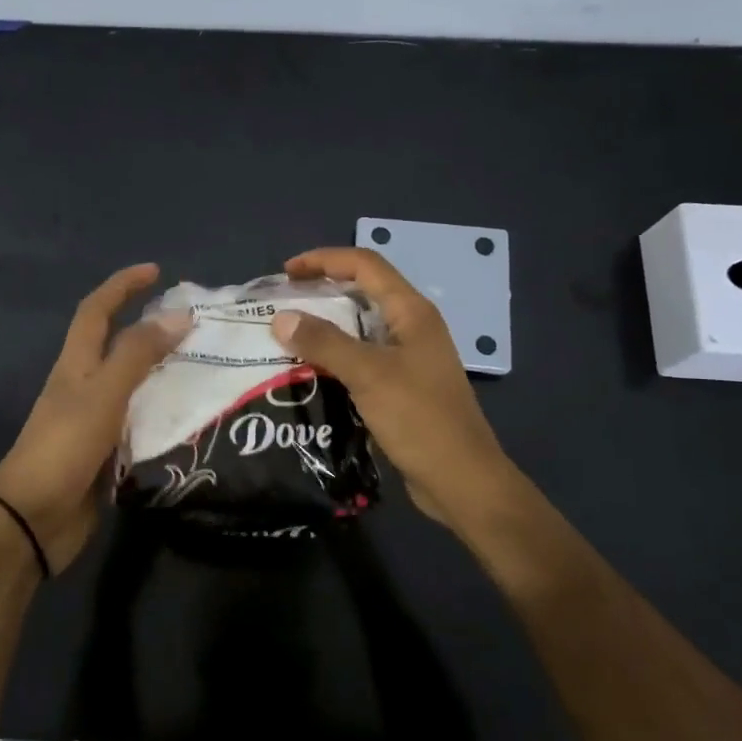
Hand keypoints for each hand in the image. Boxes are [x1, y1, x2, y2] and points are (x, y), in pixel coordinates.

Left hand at [0, 263, 191, 573]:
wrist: (34, 520)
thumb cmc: (63, 448)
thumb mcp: (102, 394)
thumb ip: (138, 355)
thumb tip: (177, 315)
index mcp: (76, 365)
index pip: (97, 311)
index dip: (122, 285)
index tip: (155, 271)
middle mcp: (85, 386)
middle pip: (118, 345)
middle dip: (151, 327)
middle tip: (195, 324)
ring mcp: (96, 421)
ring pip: (134, 384)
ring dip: (163, 371)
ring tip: (205, 366)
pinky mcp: (108, 452)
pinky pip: (141, 421)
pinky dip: (164, 412)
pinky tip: (193, 418)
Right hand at [274, 247, 520, 536]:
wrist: (461, 480)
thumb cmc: (420, 419)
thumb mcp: (368, 374)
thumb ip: (324, 342)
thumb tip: (280, 318)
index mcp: (411, 312)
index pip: (365, 265)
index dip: (324, 260)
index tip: (286, 274)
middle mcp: (412, 327)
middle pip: (363, 292)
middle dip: (321, 292)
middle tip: (282, 305)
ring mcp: (409, 358)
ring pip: (360, 328)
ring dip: (325, 327)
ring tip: (287, 337)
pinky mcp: (402, 387)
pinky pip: (362, 359)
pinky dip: (335, 357)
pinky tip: (309, 372)